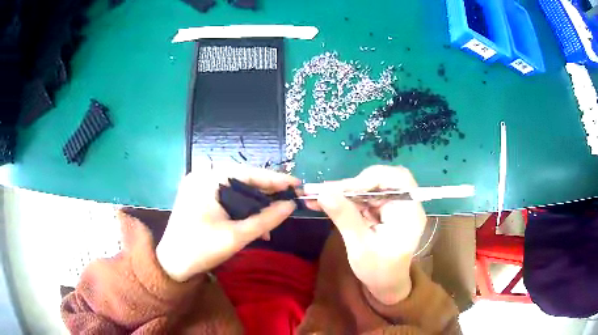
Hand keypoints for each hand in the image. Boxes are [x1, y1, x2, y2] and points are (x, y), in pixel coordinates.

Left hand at [156, 164, 298, 281]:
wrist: (172, 265)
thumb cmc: (201, 248)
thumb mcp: (237, 235)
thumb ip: (266, 219)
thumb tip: (291, 205)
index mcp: (208, 178)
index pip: (248, 173)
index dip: (275, 179)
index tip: (297, 184)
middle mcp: (202, 176)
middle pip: (242, 180)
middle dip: (265, 194)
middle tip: (288, 201)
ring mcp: (198, 186)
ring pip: (235, 191)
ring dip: (254, 206)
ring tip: (273, 220)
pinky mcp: (198, 197)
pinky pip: (225, 198)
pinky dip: (240, 210)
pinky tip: (254, 224)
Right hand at [304, 166, 426, 304]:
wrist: (385, 284)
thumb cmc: (378, 271)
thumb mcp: (360, 247)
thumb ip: (345, 218)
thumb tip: (323, 192)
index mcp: (409, 212)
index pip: (397, 179)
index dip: (371, 178)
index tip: (343, 190)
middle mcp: (405, 203)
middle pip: (381, 180)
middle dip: (352, 185)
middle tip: (326, 192)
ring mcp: (394, 205)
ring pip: (369, 187)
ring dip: (345, 191)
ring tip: (319, 196)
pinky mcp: (383, 209)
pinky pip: (364, 197)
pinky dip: (346, 199)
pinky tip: (327, 201)